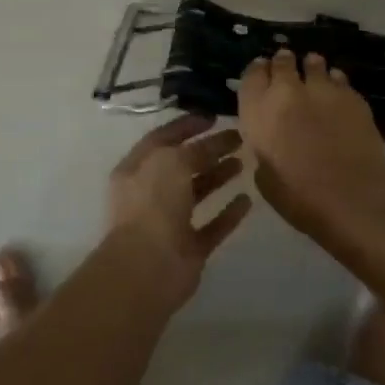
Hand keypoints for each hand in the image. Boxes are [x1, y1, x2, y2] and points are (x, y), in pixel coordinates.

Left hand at [106, 114, 253, 305]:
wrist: (148, 267)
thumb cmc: (153, 205)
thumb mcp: (172, 162)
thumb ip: (194, 150)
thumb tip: (214, 144)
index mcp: (137, 170)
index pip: (162, 139)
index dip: (186, 126)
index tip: (213, 117)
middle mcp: (150, 194)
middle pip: (183, 165)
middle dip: (209, 150)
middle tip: (238, 138)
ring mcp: (170, 223)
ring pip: (197, 194)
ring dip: (219, 177)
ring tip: (244, 162)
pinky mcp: (189, 248)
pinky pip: (212, 226)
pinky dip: (228, 214)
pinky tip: (247, 201)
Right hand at [237, 50, 384, 239]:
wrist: (350, 199)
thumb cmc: (298, 197)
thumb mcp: (265, 175)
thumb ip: (265, 146)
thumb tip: (273, 138)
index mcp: (259, 112)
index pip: (252, 76)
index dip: (257, 71)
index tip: (262, 71)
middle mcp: (288, 92)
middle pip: (283, 63)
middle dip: (284, 63)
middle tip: (287, 66)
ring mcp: (323, 90)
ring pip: (315, 64)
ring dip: (311, 67)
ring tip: (314, 71)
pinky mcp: (353, 97)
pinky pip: (340, 78)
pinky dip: (335, 81)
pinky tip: (337, 92)